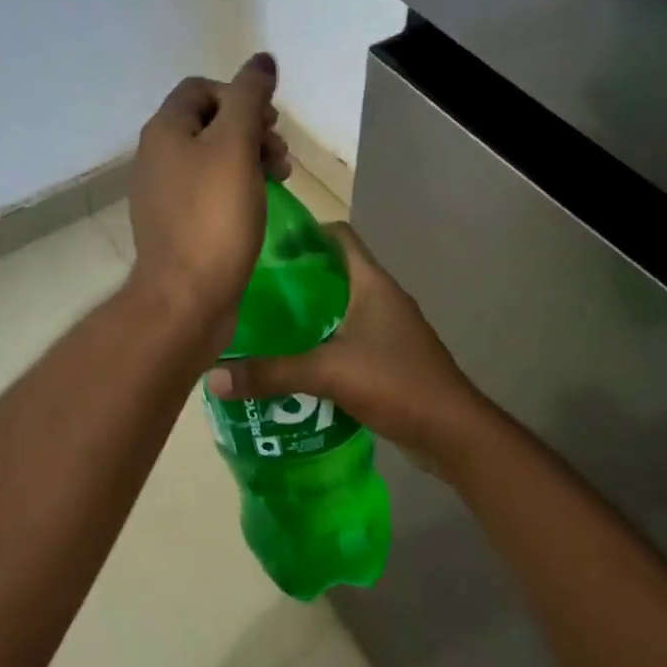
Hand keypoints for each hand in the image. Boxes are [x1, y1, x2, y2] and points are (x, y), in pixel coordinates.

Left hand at [128, 54, 289, 343]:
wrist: (186, 297)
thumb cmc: (214, 217)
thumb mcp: (236, 146)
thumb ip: (249, 98)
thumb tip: (262, 60)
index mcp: (164, 131)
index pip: (202, 88)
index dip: (239, 95)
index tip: (268, 123)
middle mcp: (156, 156)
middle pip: (209, 122)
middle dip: (250, 129)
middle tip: (279, 155)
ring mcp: (164, 193)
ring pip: (212, 158)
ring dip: (249, 158)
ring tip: (279, 179)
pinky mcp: (177, 224)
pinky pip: (209, 191)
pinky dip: (236, 188)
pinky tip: (258, 206)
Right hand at [204, 223, 486, 470]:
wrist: (453, 432)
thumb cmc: (396, 384)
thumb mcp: (327, 374)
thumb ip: (271, 373)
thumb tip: (213, 377)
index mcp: (372, 284)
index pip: (339, 237)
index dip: (304, 234)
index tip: (266, 248)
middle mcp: (382, 298)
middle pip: (335, 272)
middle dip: (296, 280)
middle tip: (253, 293)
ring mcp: (389, 329)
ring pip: (340, 308)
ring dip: (308, 315)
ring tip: (265, 327)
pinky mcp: (389, 357)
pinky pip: (348, 338)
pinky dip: (322, 343)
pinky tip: (294, 363)